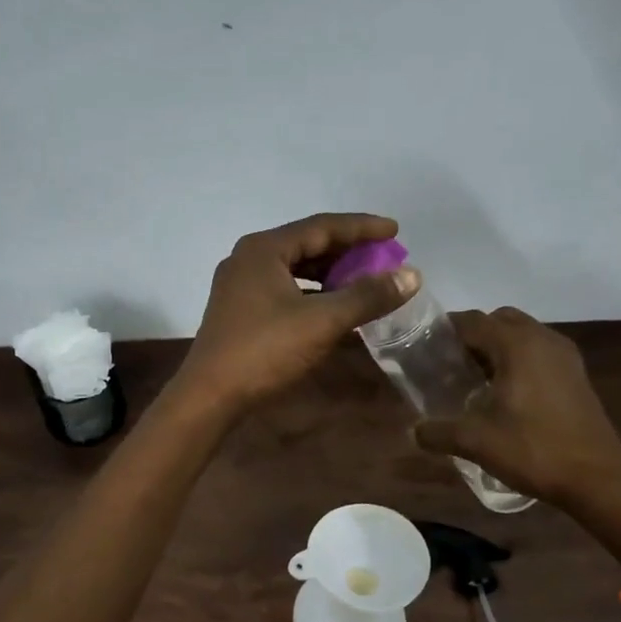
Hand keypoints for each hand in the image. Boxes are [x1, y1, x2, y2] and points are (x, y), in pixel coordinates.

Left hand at [176, 213, 419, 417]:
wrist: (210, 395)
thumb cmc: (264, 350)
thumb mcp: (322, 321)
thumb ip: (367, 296)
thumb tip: (411, 275)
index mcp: (264, 249)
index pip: (322, 226)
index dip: (361, 228)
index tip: (395, 230)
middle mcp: (248, 259)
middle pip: (306, 244)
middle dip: (347, 250)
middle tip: (382, 257)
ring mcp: (240, 286)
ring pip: (294, 269)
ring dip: (329, 273)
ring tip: (363, 279)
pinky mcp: (239, 311)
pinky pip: (284, 289)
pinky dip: (311, 293)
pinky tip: (332, 307)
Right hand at [412, 308, 620, 508]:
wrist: (597, 479)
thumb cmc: (533, 450)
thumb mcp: (475, 442)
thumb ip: (438, 432)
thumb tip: (413, 431)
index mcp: (517, 344)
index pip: (472, 320)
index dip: (445, 330)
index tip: (423, 349)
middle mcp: (542, 339)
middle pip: (498, 320)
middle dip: (472, 336)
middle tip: (450, 364)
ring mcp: (564, 356)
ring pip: (522, 334)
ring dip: (497, 347)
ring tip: (475, 379)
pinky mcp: (576, 374)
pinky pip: (538, 352)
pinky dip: (518, 360)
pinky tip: (505, 393)